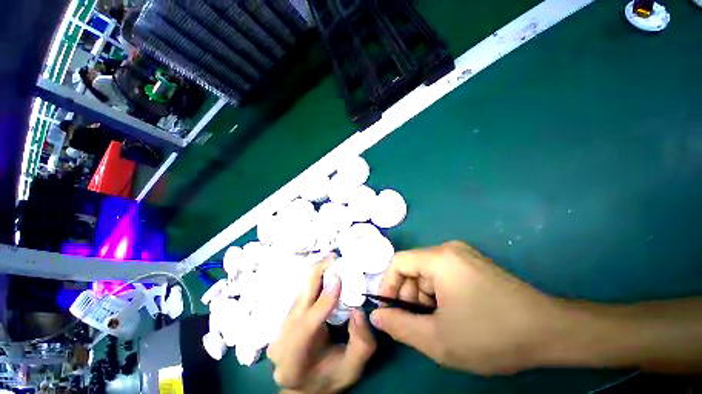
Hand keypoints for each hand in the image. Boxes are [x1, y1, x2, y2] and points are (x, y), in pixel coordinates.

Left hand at [268, 256, 375, 392]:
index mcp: (294, 359)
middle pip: (299, 298)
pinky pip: (301, 292)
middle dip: (317, 272)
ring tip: (334, 263)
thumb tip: (358, 308)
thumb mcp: (352, 368)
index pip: (307, 325)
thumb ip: (362, 342)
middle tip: (335, 257)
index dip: (323, 299)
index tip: (338, 277)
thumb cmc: (329, 379)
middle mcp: (281, 339)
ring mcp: (279, 327)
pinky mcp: (284, 317)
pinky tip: (327, 274)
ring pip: (300, 291)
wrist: (305, 385)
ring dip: (318, 274)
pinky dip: (315, 280)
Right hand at [370, 241, 562, 375]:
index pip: (398, 262)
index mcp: (439, 258)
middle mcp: (449, 249)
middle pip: (414, 268)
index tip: (388, 310)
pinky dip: (439, 295)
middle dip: (409, 296)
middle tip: (418, 324)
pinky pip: (443, 275)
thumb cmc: (492, 335)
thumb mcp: (438, 339)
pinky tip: (453, 314)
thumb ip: (400, 326)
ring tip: (439, 323)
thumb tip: (377, 316)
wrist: (551, 333)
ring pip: (428, 273)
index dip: (388, 285)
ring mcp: (463, 255)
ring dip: (425, 298)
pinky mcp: (473, 264)